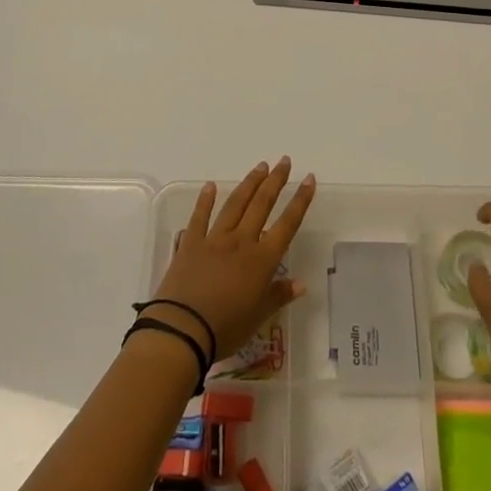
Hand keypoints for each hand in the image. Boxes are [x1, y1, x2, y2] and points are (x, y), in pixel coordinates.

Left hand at [147, 158, 315, 359]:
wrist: (182, 330)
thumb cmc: (225, 328)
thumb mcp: (258, 317)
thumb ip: (278, 295)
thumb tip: (301, 283)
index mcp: (261, 260)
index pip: (287, 224)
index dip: (300, 201)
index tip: (309, 179)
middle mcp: (241, 242)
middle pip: (262, 205)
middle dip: (275, 181)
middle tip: (284, 161)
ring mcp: (214, 239)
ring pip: (235, 204)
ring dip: (249, 184)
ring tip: (260, 167)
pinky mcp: (190, 243)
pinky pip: (199, 217)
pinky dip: (205, 200)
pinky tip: (211, 186)